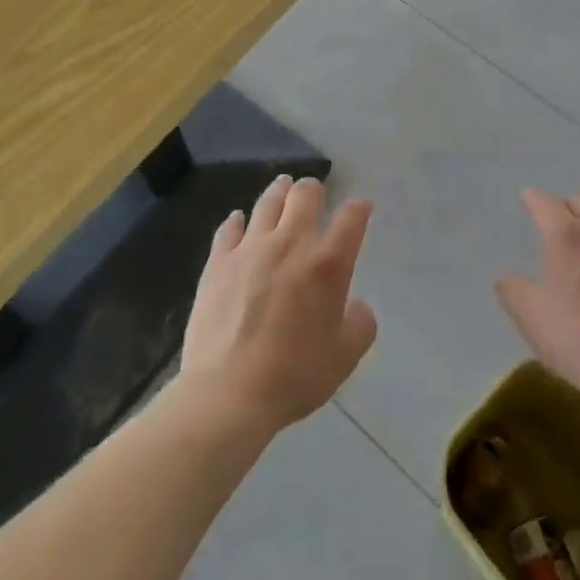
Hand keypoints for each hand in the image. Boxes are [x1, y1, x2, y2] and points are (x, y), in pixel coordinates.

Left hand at [180, 174, 377, 436]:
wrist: (228, 394)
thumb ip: (360, 324)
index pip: (351, 218)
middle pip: (305, 195)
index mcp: (327, 264)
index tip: (360, 207)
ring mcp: (251, 248)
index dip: (359, 207)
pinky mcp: (219, 262)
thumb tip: (357, 305)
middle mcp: (291, 243)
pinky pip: (229, 228)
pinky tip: (238, 219)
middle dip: (314, 188)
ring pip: (267, 202)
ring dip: (279, 191)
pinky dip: (237, 220)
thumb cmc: (294, 376)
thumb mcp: (345, 358)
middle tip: (314, 192)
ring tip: (282, 186)